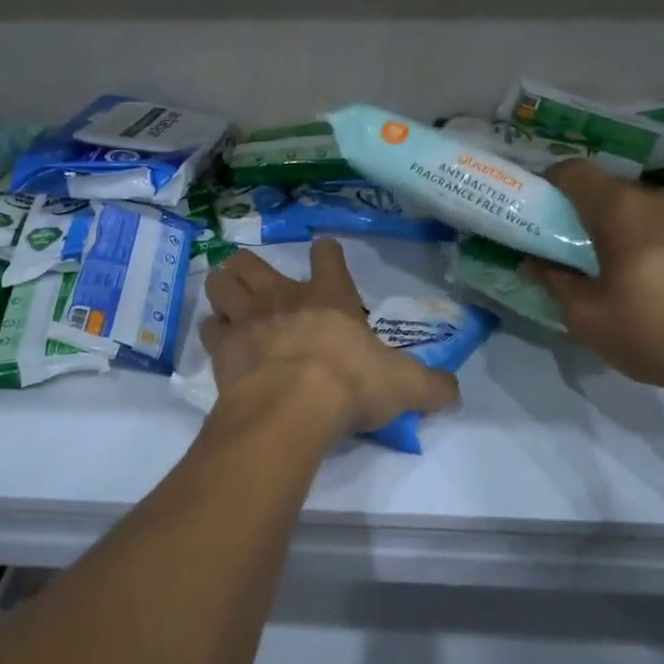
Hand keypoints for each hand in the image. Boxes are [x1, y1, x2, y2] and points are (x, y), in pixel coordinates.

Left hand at [202, 239, 459, 436]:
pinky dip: (214, 332)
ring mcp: (248, 319)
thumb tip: (455, 390)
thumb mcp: (404, 386)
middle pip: (251, 261)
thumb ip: (432, 386)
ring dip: (225, 290)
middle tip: (260, 288)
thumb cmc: (350, 386)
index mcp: (330, 298)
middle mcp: (284, 298)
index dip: (327, 254)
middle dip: (251, 268)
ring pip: (221, 283)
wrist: (291, 409)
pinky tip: (223, 343)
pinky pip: (209, 327)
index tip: (326, 256)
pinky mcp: (222, 347)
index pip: (328, 256)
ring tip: (233, 305)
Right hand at [525, 160, 663, 397]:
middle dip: (599, 216)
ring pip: (659, 211)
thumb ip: (556, 281)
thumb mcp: (586, 317)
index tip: (546, 209)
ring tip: (642, 271)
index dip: (554, 183)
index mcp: (621, 209)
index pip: (575, 171)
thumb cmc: (652, 332)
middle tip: (590, 252)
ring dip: (643, 230)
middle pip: (619, 193)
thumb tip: (535, 263)